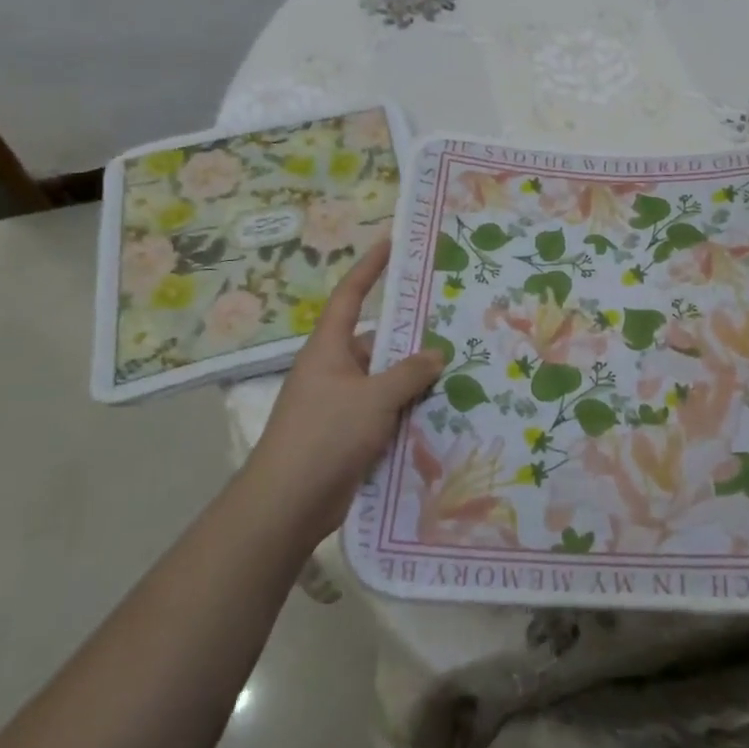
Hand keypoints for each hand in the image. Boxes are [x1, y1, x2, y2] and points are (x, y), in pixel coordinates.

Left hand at [247, 236, 443, 541]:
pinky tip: (441, 413)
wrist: (289, 503)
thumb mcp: (374, 398)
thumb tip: (437, 354)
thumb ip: (409, 373)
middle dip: (411, 338)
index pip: (351, 296)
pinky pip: (385, 412)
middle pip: (377, 343)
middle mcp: (334, 370)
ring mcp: (340, 404)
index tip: (391, 244)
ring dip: (414, 380)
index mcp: (329, 348)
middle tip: (453, 326)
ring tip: (459, 371)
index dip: (370, 268)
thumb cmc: (326, 435)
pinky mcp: (349, 435)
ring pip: (385, 381)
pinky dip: (408, 411)